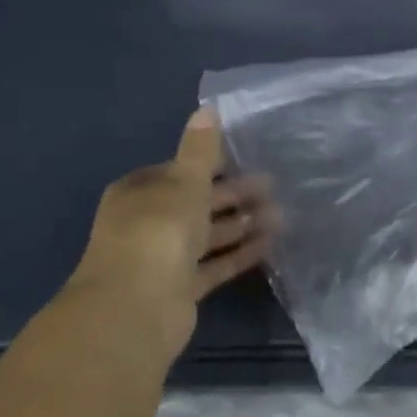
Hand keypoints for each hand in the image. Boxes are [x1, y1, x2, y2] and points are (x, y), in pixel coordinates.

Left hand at [67, 109, 274, 357]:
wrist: (135, 309)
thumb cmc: (157, 234)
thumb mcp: (183, 183)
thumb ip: (200, 150)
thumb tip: (208, 108)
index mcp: (140, 193)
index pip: (180, 171)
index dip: (212, 165)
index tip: (248, 160)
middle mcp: (148, 223)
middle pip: (197, 203)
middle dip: (234, 196)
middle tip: (274, 189)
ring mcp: (163, 258)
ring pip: (209, 235)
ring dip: (242, 225)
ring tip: (282, 216)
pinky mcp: (181, 288)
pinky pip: (215, 265)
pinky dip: (239, 254)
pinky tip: (270, 244)